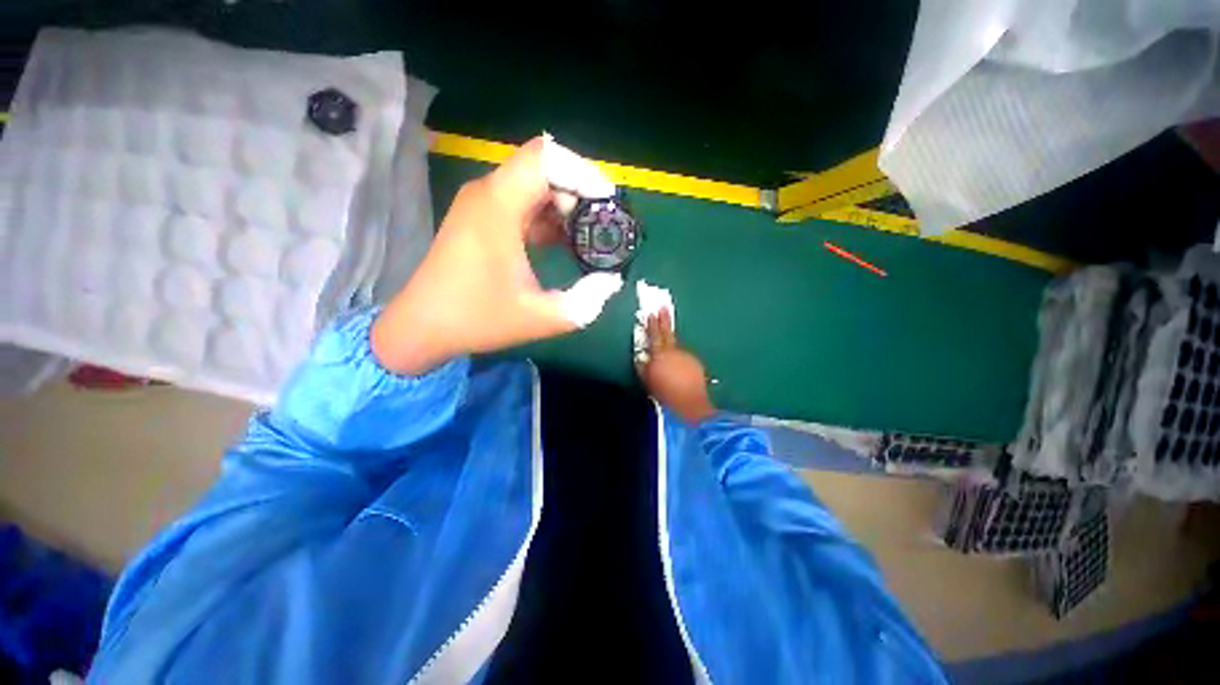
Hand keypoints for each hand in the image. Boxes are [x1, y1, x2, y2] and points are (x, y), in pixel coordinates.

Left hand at [373, 136, 622, 374]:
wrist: (423, 327)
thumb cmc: (477, 319)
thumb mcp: (541, 318)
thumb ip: (586, 301)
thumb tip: (613, 281)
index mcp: (498, 206)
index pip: (545, 157)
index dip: (583, 172)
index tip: (607, 205)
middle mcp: (488, 193)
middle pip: (544, 168)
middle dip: (580, 193)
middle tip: (602, 228)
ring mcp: (483, 204)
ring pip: (535, 185)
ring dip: (566, 206)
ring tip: (588, 239)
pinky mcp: (483, 219)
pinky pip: (524, 203)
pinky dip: (550, 217)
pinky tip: (565, 245)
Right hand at [638, 309, 716, 422]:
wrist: (690, 403)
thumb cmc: (664, 393)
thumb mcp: (648, 381)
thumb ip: (643, 367)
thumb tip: (641, 357)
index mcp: (660, 354)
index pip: (654, 335)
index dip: (651, 324)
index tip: (650, 312)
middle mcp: (674, 351)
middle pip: (667, 333)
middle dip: (664, 320)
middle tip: (663, 307)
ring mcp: (686, 356)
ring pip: (676, 348)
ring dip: (672, 349)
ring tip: (668, 356)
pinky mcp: (695, 363)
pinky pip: (684, 359)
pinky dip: (680, 361)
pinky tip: (679, 370)